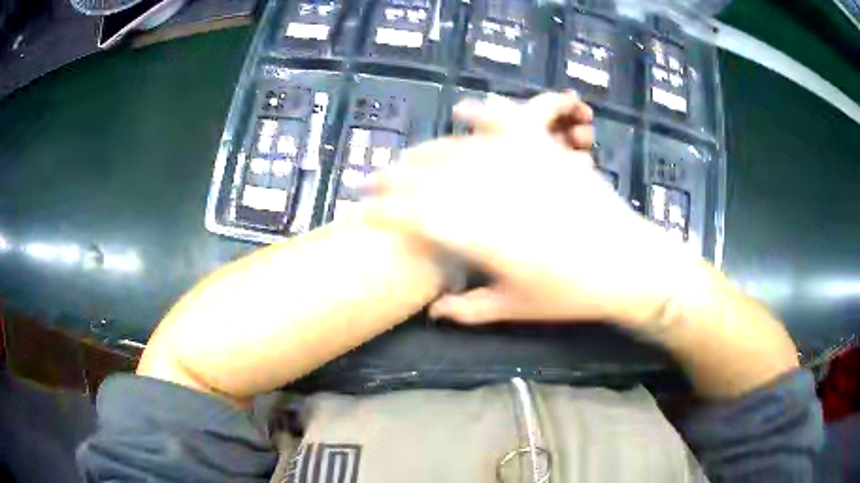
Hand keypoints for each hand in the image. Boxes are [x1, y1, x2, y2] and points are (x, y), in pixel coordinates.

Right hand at [368, 92, 697, 327]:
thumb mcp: (518, 309)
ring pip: (459, 150)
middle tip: (371, 182)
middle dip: (393, 179)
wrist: (630, 264)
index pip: (416, 217)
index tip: (360, 213)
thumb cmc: (575, 294)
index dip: (383, 213)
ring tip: (405, 159)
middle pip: (429, 178)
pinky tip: (464, 108)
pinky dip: (485, 111)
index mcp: (482, 237)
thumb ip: (470, 309)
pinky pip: (510, 122)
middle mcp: (494, 194)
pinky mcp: (547, 151)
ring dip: (425, 152)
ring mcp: (522, 166)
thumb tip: (433, 311)